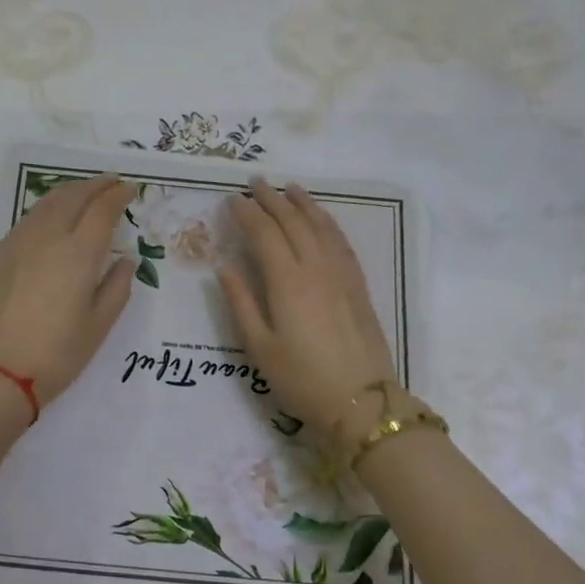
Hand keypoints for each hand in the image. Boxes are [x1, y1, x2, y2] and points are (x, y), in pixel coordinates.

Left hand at [0, 174, 137, 409]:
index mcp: (78, 253)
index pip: (102, 210)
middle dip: (96, 185)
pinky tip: (54, 218)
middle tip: (112, 183)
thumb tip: (125, 260)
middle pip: (74, 196)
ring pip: (47, 203)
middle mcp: (48, 237)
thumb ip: (117, 287)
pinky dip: (49, 208)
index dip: (118, 195)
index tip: (131, 189)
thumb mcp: (98, 326)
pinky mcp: (0, 255)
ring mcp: (19, 243)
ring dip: (71, 192)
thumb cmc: (56, 355)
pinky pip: (29, 218)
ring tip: (86, 193)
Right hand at [216, 179, 395, 436]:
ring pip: (321, 227)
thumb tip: (223, 266)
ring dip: (303, 204)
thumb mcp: (260, 347)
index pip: (264, 234)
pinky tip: (322, 220)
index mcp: (287, 282)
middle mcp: (316, 268)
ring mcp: (342, 275)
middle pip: (293, 223)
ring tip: (289, 188)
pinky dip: (328, 223)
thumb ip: (240, 302)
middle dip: (272, 200)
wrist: (361, 401)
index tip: (232, 199)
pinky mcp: (358, 286)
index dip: (247, 214)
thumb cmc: (301, 379)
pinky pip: (341, 242)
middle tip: (255, 182)